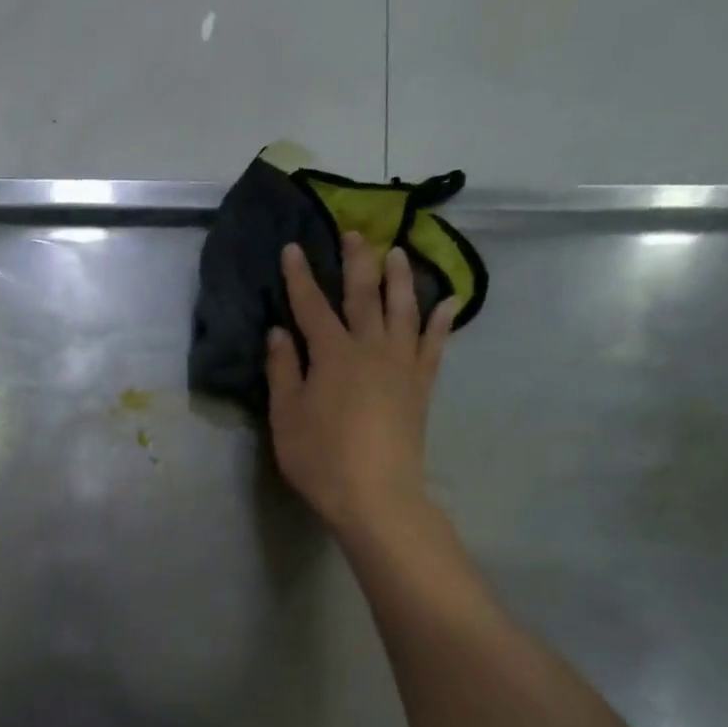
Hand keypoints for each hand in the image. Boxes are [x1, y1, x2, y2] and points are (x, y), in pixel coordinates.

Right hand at [266, 234, 456, 536]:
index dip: (300, 276)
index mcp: (331, 354)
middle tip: (355, 232)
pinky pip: (434, 346)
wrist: (376, 494)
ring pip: (403, 311)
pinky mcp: (421, 387)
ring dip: (400, 279)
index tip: (293, 247)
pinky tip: (447, 303)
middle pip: (363, 296)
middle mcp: (370, 349)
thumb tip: (279, 332)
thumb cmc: (320, 458)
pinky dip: (441, 322)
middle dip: (356, 262)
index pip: (311, 306)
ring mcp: (401, 366)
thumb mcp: (286, 416)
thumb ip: (283, 370)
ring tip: (398, 253)